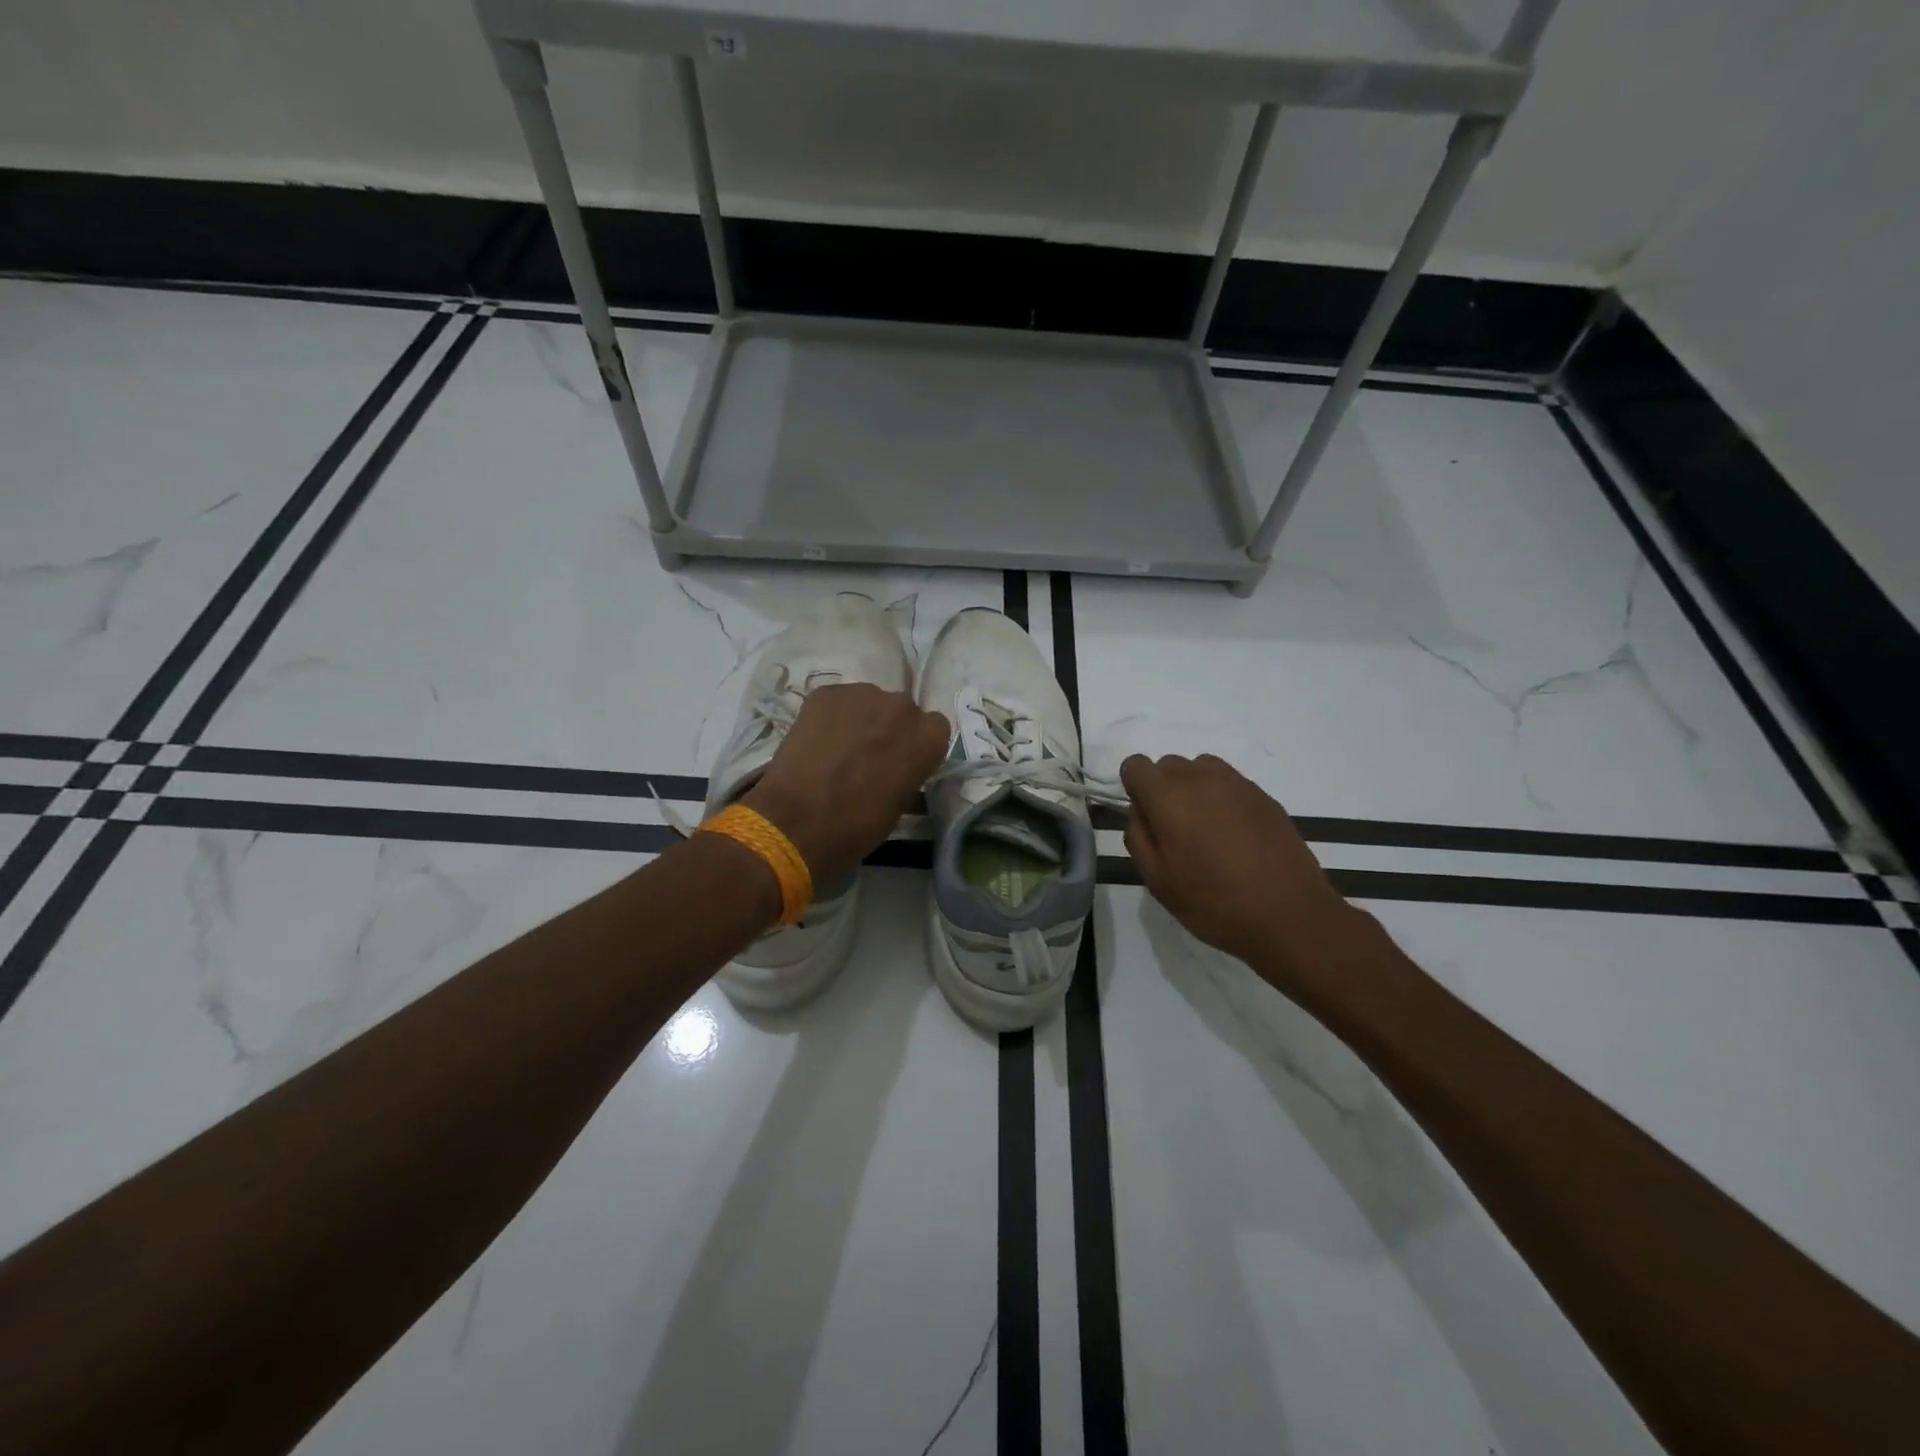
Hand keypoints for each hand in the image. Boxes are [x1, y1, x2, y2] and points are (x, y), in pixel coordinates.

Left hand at [744, 683, 948, 885]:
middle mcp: (902, 706)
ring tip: (838, 749)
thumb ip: (909, 774)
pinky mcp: (826, 692)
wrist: (798, 820)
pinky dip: (831, 717)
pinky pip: (838, 702)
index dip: (917, 745)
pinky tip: (817, 741)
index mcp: (928, 737)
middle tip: (868, 756)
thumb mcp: (900, 805)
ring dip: (861, 720)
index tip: (902, 762)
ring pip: (869, 702)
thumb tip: (900, 770)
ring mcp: (863, 694)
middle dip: (889, 729)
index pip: (934, 728)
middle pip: (902, 711)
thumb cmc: (858, 825)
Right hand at [1119, 753, 1364, 995]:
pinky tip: (1234, 836)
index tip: (1146, 819)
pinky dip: (1222, 799)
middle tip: (1175, 831)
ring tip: (1205, 829)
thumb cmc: (1214, 903)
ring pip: (1200, 769)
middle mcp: (1200, 778)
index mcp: (1168, 797)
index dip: (1134, 788)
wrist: (1291, 915)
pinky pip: (1229, 783)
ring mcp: (1237, 783)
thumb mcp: (1158, 881)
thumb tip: (1140, 811)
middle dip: (1164, 789)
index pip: (1136, 765)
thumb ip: (1138, 838)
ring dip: (1194, 789)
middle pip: (1168, 765)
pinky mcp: (1264, 795)